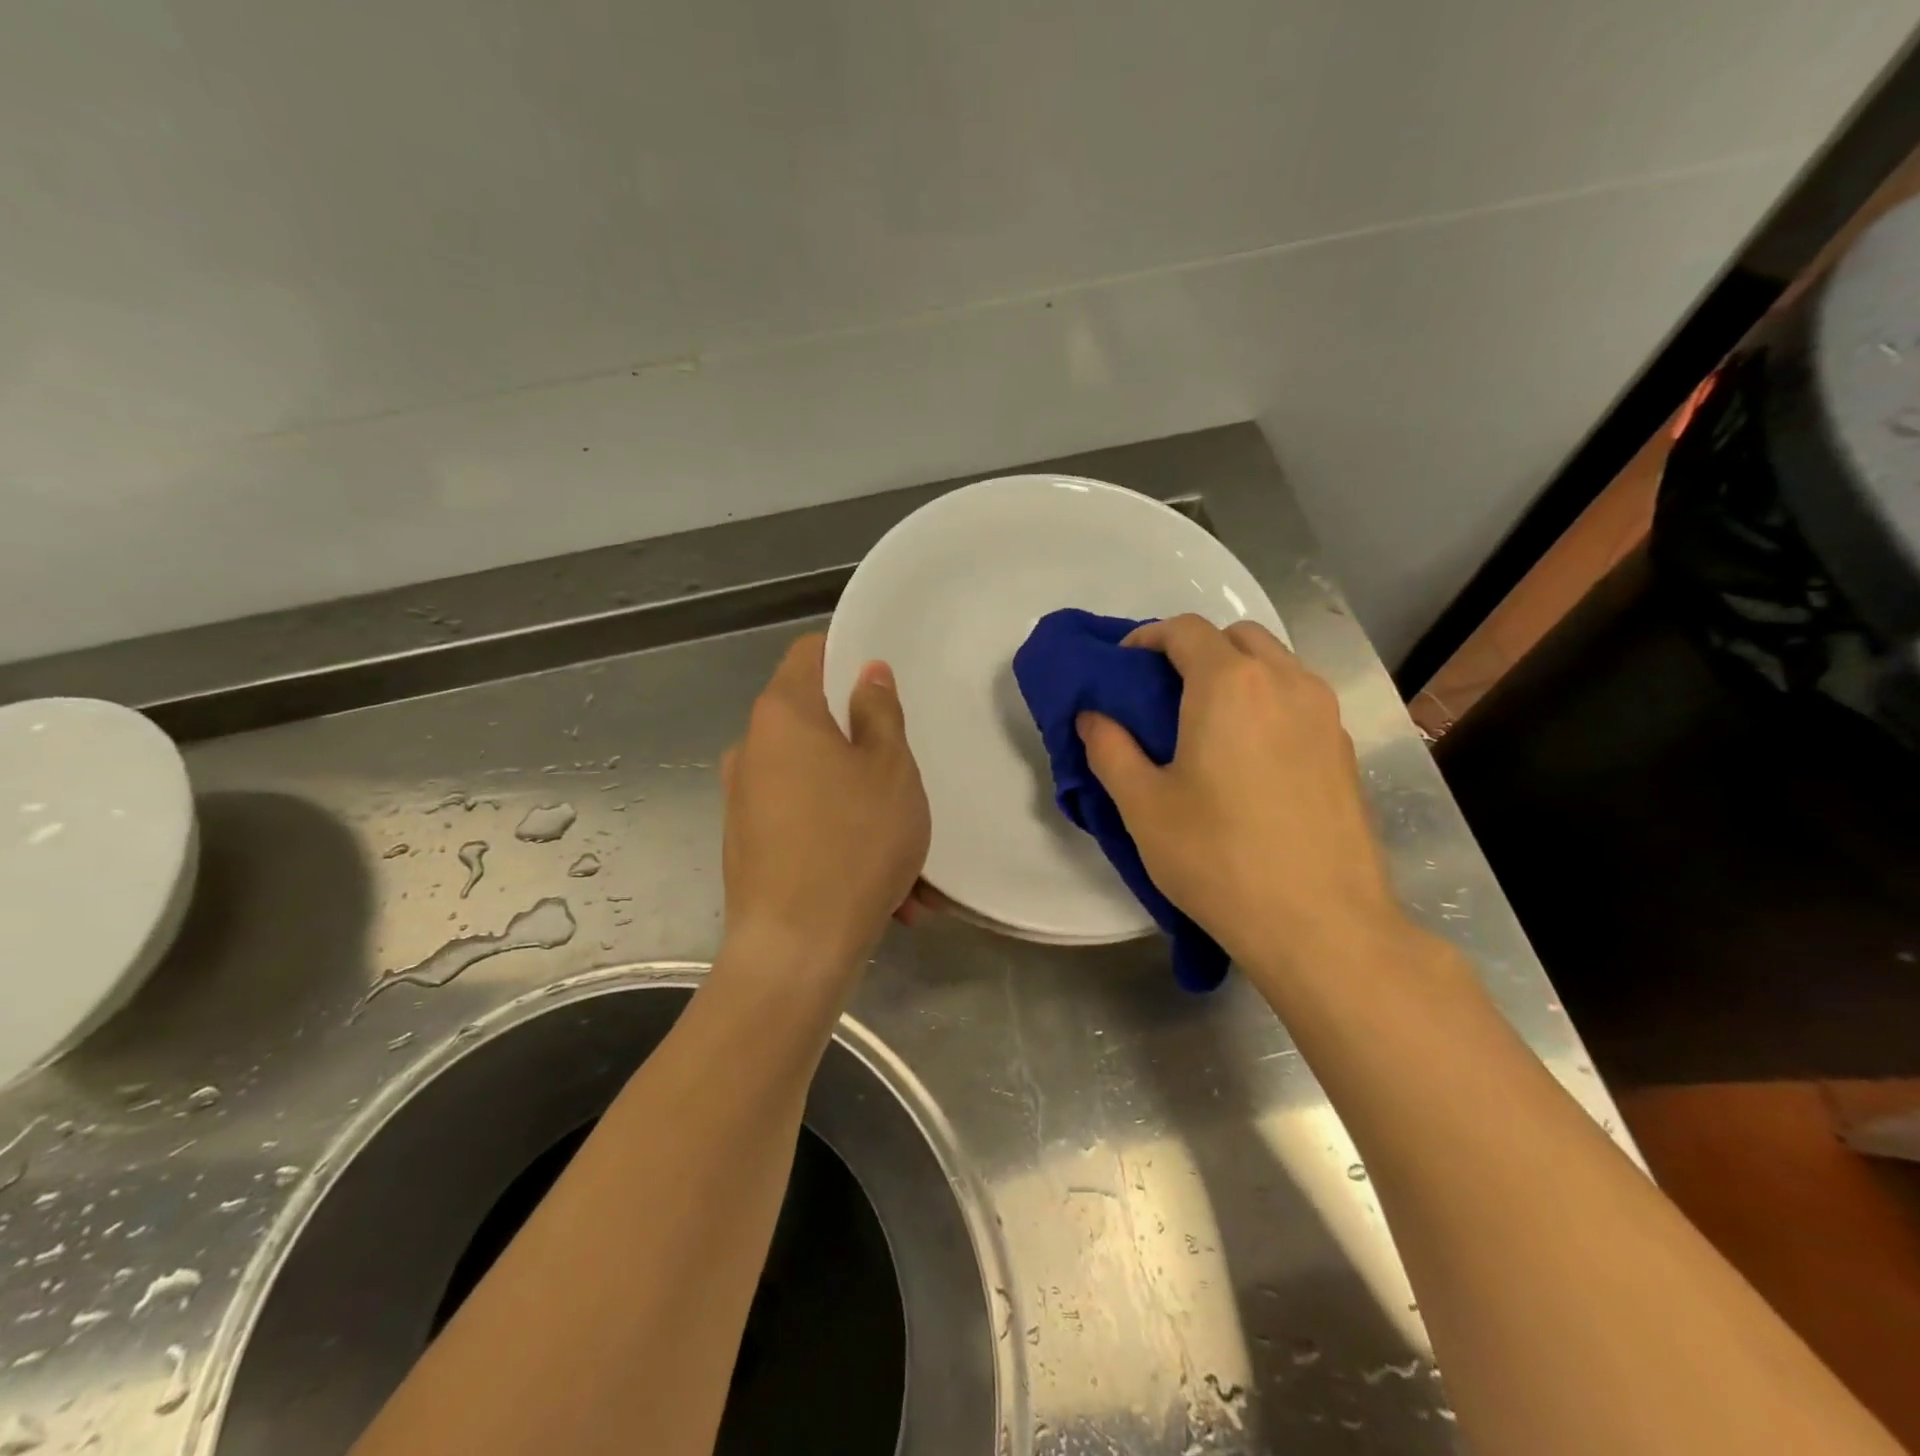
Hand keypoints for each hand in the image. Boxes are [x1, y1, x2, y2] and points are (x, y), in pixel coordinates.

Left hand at [718, 634, 929, 983]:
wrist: (795, 950)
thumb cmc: (854, 843)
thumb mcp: (890, 770)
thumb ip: (879, 713)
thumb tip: (866, 673)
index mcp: (782, 715)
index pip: (809, 653)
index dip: (847, 656)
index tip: (883, 684)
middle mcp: (752, 750)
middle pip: (815, 724)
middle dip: (865, 750)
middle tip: (906, 783)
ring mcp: (744, 801)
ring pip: (818, 785)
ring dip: (863, 809)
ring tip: (909, 864)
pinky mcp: (747, 847)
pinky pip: (805, 826)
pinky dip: (842, 842)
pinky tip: (885, 891)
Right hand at [1077, 615, 1407, 979]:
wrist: (1321, 924)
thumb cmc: (1218, 858)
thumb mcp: (1143, 806)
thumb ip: (1109, 749)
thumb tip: (1093, 716)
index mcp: (1229, 684)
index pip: (1185, 630)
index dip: (1147, 637)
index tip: (1123, 666)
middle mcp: (1285, 681)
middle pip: (1235, 636)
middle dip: (1195, 650)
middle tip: (1164, 694)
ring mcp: (1324, 714)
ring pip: (1275, 664)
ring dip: (1235, 673)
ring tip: (1207, 723)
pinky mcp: (1345, 748)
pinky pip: (1299, 700)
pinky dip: (1267, 702)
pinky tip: (1250, 756)